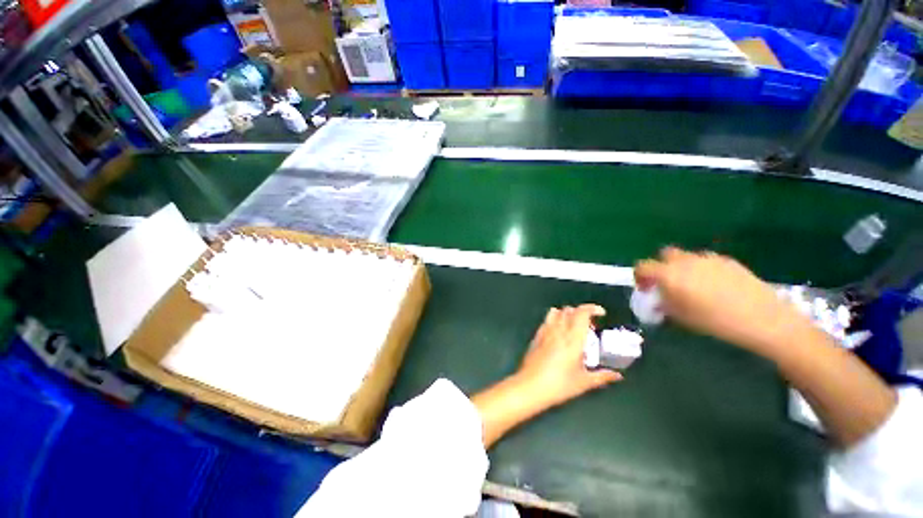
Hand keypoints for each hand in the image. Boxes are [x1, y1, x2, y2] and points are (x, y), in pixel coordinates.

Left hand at [514, 305, 622, 409]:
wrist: (530, 386)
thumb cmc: (559, 385)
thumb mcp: (584, 382)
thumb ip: (602, 376)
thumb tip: (617, 375)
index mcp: (573, 339)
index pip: (582, 313)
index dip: (592, 308)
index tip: (601, 313)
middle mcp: (558, 330)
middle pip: (569, 310)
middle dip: (581, 312)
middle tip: (590, 325)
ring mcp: (545, 331)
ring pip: (556, 312)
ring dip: (566, 313)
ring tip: (573, 326)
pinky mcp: (536, 336)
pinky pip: (546, 320)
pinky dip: (554, 320)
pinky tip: (558, 333)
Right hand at [634, 247, 808, 356]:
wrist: (762, 318)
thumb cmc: (715, 321)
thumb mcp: (680, 317)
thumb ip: (663, 304)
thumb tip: (657, 299)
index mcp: (669, 274)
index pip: (643, 267)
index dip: (639, 276)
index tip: (645, 289)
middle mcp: (685, 261)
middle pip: (664, 255)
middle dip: (661, 267)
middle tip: (668, 284)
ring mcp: (708, 258)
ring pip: (686, 257)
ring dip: (683, 268)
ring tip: (694, 287)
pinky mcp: (728, 261)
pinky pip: (707, 261)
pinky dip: (703, 270)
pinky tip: (716, 287)